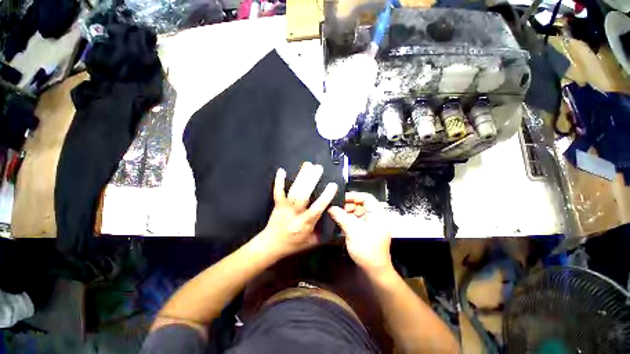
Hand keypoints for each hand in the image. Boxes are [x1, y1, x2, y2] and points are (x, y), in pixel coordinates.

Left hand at [258, 162, 337, 257]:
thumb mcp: (312, 242)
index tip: (332, 185)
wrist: (271, 245)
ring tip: (308, 165)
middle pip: (302, 196)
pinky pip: (277, 192)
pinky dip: (278, 181)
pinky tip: (281, 170)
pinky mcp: (277, 204)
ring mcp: (285, 208)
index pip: (317, 209)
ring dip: (300, 177)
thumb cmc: (293, 244)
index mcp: (305, 224)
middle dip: (310, 181)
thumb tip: (334, 219)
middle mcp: (295, 214)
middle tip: (318, 168)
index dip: (325, 197)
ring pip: (293, 192)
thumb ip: (323, 232)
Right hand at [328, 192, 392, 274]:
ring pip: (357, 212)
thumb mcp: (353, 230)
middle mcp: (375, 216)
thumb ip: (341, 217)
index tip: (341, 198)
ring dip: (347, 213)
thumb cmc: (367, 249)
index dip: (354, 195)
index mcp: (377, 214)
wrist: (374, 270)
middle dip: (348, 205)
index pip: (366, 197)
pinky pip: (356, 220)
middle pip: (361, 204)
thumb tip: (330, 207)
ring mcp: (370, 224)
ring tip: (336, 215)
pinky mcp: (365, 230)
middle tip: (336, 208)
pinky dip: (348, 219)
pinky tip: (340, 221)